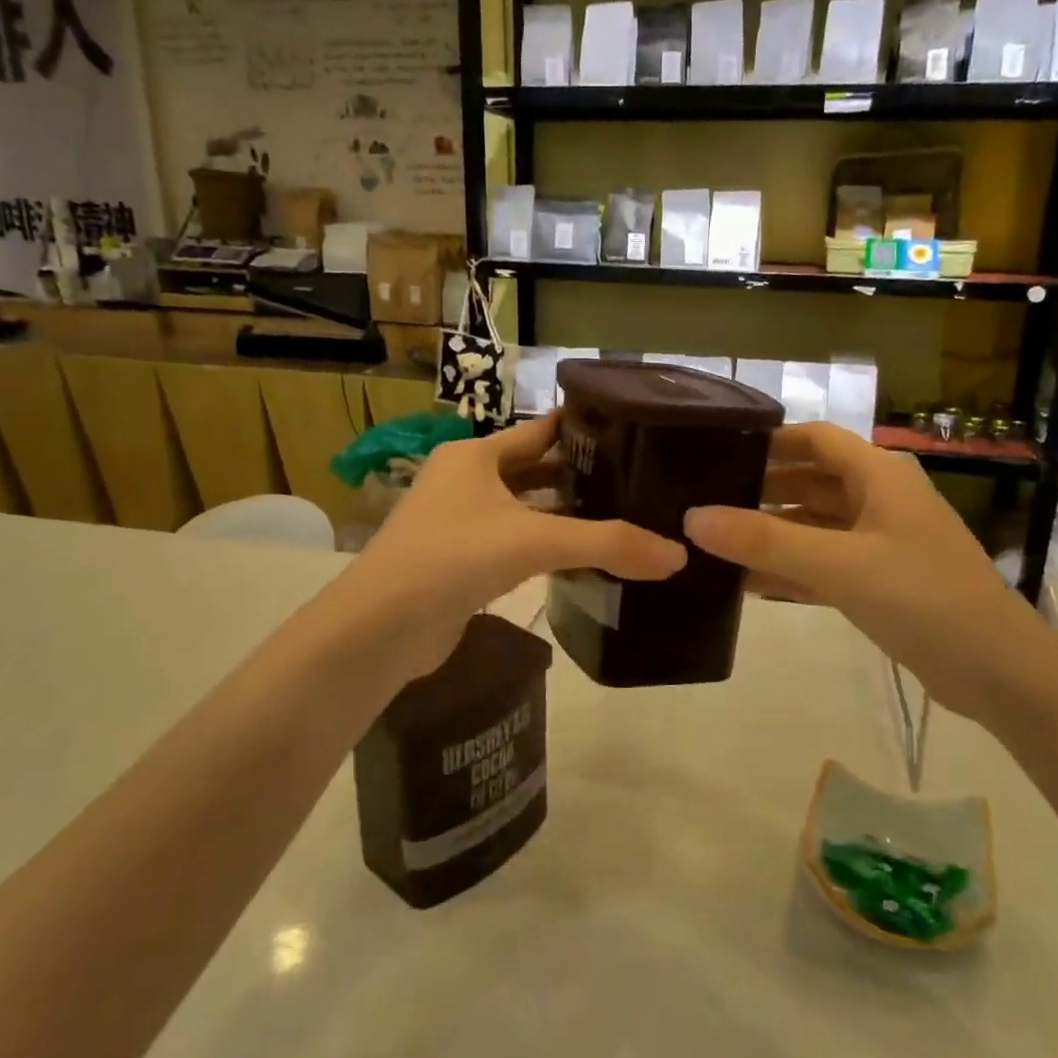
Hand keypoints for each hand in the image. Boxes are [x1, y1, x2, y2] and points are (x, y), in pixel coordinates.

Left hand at [311, 414, 685, 688]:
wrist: (380, 628)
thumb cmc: (453, 558)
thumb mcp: (535, 541)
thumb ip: (608, 544)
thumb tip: (678, 556)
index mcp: (475, 455)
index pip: (541, 429)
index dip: (583, 429)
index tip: (632, 432)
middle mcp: (465, 480)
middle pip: (535, 469)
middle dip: (581, 476)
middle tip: (639, 481)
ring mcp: (459, 522)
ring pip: (525, 510)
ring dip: (565, 515)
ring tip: (622, 518)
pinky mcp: (459, 562)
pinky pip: (514, 544)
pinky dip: (546, 548)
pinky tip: (582, 559)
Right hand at [683, 422, 1039, 722]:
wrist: (998, 671)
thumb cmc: (922, 598)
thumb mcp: (838, 564)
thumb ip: (765, 540)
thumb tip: (693, 518)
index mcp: (878, 475)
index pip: (814, 439)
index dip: (769, 441)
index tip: (718, 452)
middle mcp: (879, 499)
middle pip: (809, 481)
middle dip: (760, 490)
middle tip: (703, 501)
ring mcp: (880, 542)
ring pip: (813, 525)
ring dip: (770, 532)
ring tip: (713, 542)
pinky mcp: (878, 581)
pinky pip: (822, 563)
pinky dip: (789, 569)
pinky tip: (745, 583)